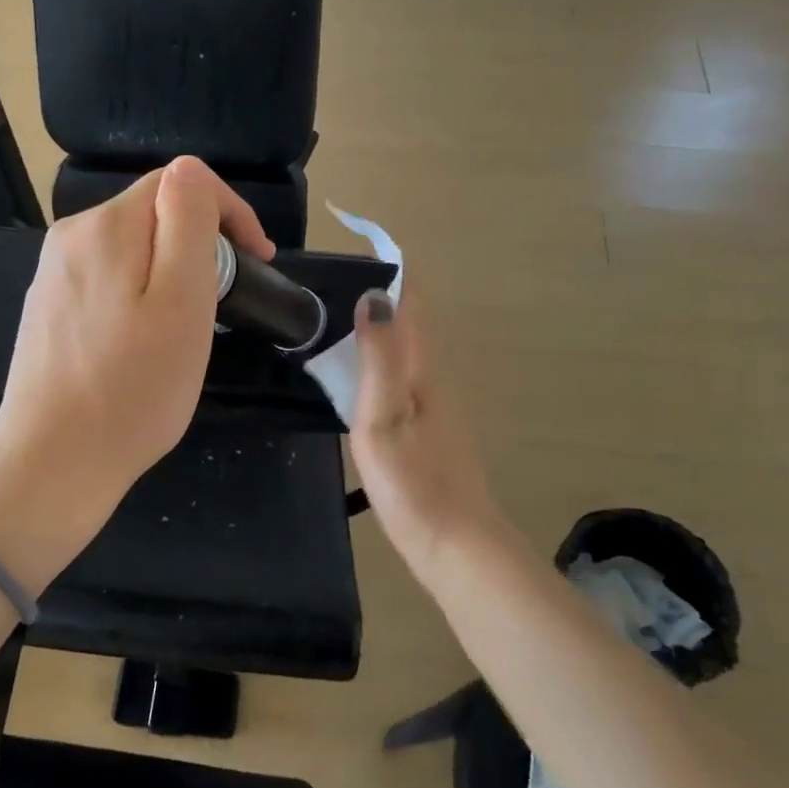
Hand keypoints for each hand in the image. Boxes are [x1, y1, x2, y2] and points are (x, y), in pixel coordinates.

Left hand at [0, 156, 272, 544]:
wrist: (52, 462)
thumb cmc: (133, 388)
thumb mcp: (181, 300)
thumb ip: (187, 222)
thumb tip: (190, 174)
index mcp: (106, 226)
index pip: (179, 182)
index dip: (229, 212)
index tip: (258, 262)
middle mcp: (71, 236)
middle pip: (153, 212)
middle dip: (200, 243)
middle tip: (224, 302)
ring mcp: (53, 273)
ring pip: (131, 246)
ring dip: (171, 269)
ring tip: (189, 325)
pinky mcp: (48, 306)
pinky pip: (107, 277)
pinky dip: (139, 292)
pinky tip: (142, 341)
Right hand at [347, 281, 505, 577]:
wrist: (455, 545)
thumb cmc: (413, 480)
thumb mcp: (382, 416)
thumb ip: (378, 357)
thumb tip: (374, 296)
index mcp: (424, 368)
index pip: (413, 301)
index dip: (394, 268)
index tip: (361, 241)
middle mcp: (434, 378)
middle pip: (410, 322)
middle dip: (380, 295)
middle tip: (333, 283)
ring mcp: (434, 406)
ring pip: (404, 352)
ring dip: (377, 330)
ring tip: (333, 323)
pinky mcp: (429, 430)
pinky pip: (400, 378)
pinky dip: (377, 363)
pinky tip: (356, 380)